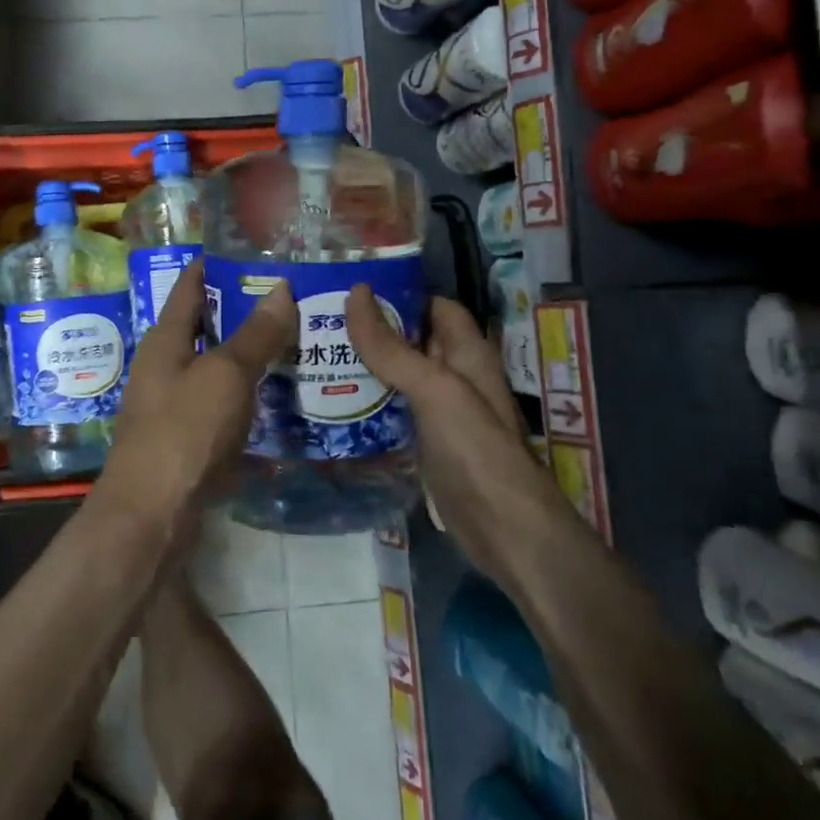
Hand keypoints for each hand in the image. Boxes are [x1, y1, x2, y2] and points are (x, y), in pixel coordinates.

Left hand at [99, 259, 295, 522]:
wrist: (152, 514)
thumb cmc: (184, 432)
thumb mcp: (225, 376)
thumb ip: (254, 335)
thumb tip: (281, 288)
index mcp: (165, 340)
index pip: (189, 287)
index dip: (217, 266)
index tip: (255, 253)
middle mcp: (164, 366)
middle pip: (205, 327)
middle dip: (244, 313)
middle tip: (293, 299)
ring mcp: (173, 405)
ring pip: (216, 368)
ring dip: (250, 357)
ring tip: (297, 343)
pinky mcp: (187, 440)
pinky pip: (222, 406)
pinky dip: (248, 398)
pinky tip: (281, 399)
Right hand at [346, 289, 571, 579]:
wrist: (504, 531)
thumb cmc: (475, 450)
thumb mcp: (434, 389)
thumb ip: (392, 347)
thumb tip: (356, 293)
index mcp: (466, 354)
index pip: (433, 306)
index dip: (399, 294)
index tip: (350, 288)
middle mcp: (454, 377)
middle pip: (411, 340)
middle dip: (370, 330)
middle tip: (318, 320)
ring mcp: (439, 413)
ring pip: (397, 377)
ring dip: (363, 366)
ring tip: (315, 354)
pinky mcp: (424, 444)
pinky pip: (391, 412)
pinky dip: (366, 403)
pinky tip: (332, 402)